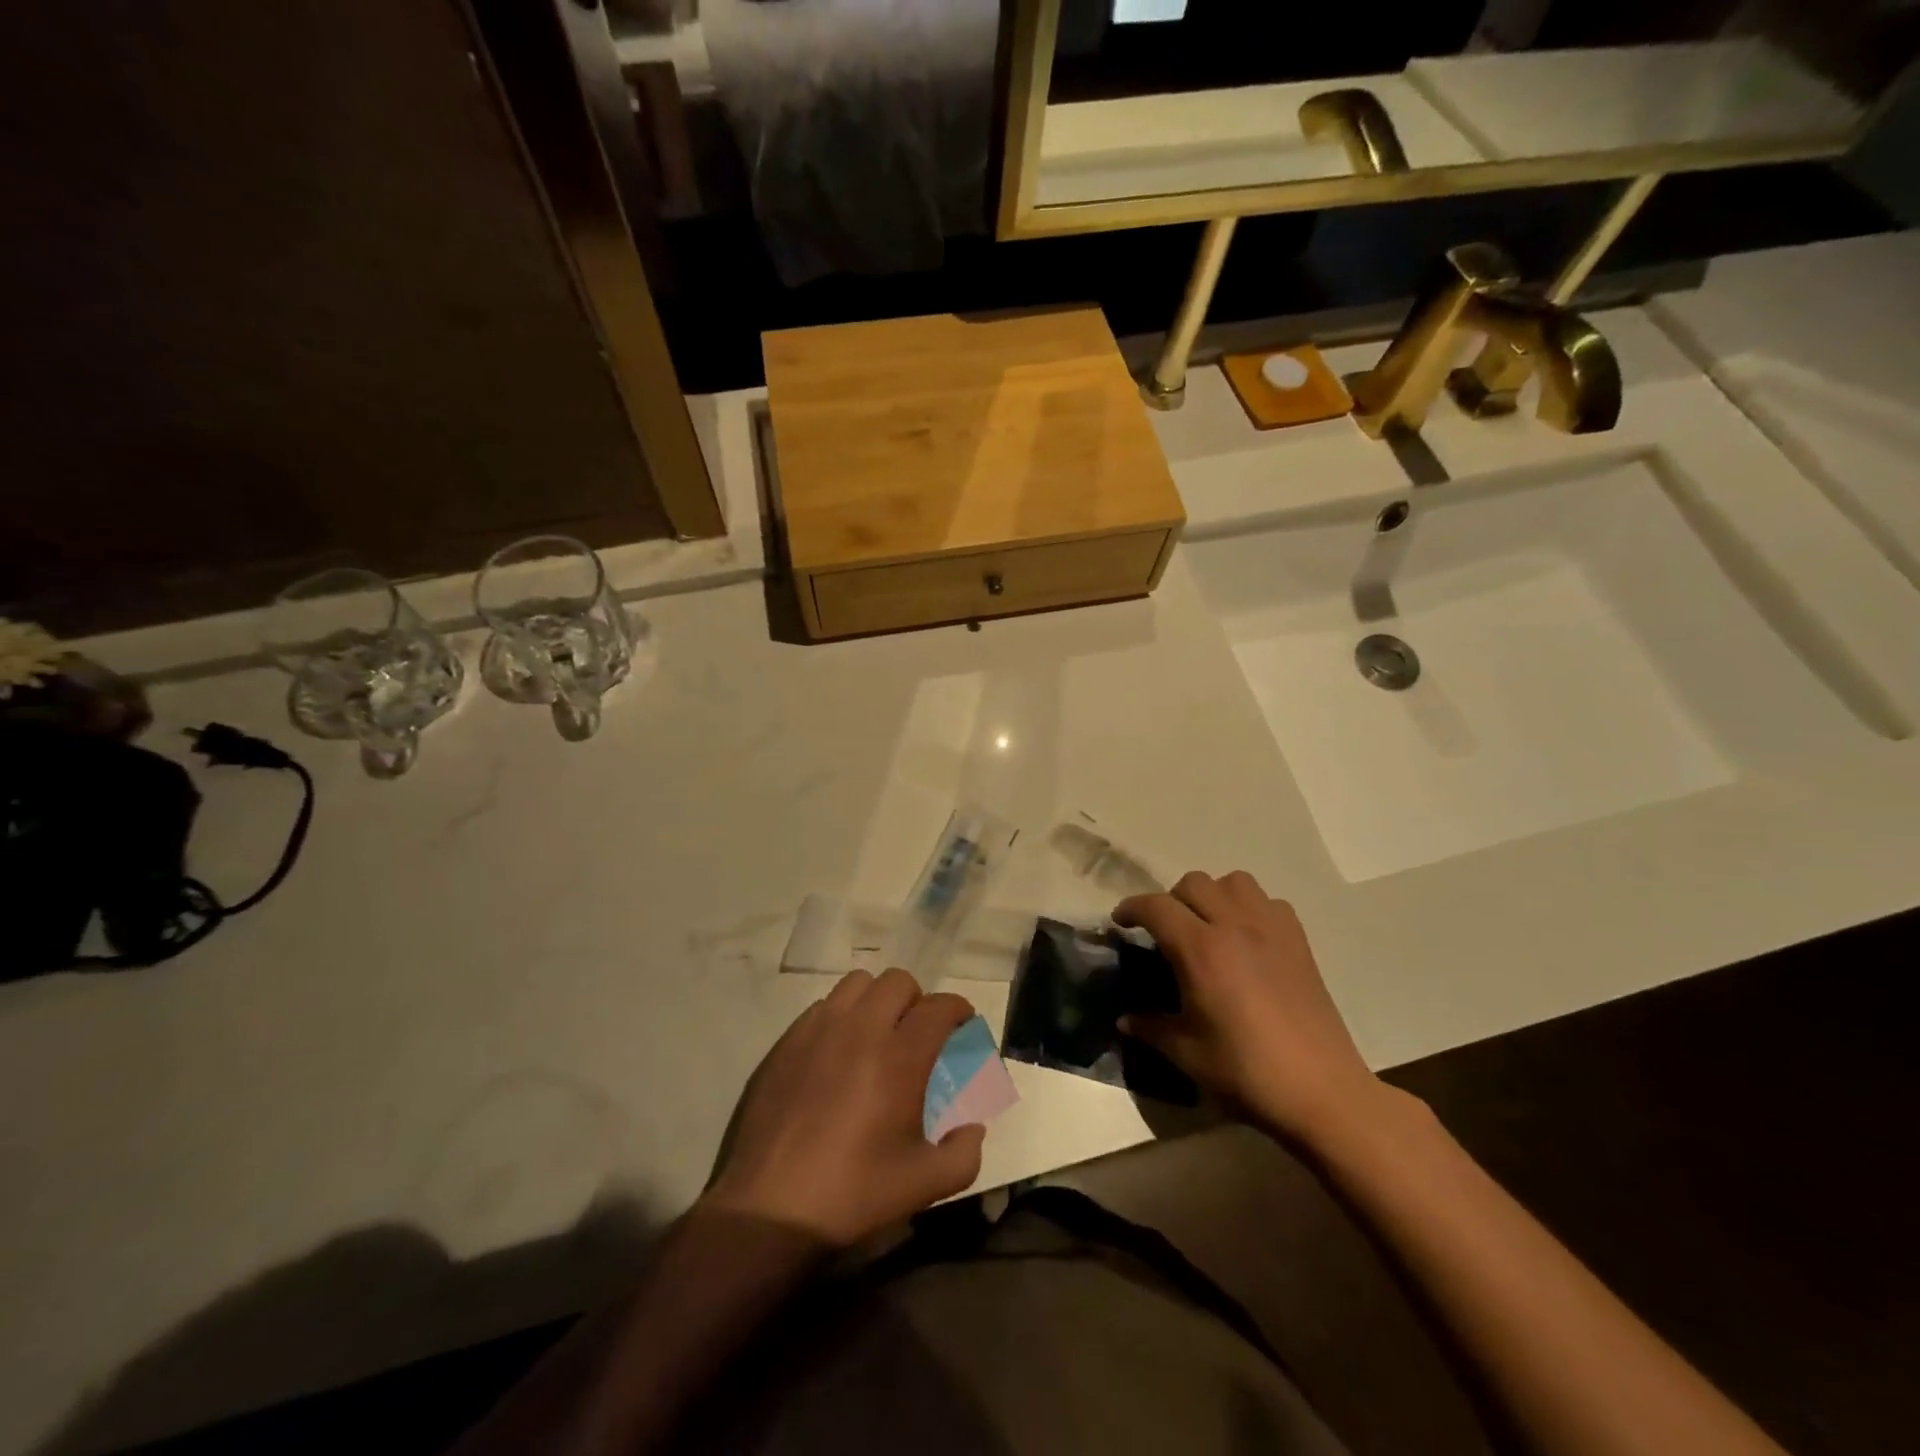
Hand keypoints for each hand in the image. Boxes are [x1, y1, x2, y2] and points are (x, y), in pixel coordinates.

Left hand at [704, 969, 985, 1246]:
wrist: (769, 1209)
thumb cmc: (852, 1194)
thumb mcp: (923, 1185)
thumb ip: (964, 1153)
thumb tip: (973, 1127)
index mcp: (900, 1058)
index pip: (940, 1007)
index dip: (959, 1011)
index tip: (963, 1027)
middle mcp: (861, 1029)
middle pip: (899, 982)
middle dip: (918, 1001)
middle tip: (918, 1035)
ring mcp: (819, 1030)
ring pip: (858, 984)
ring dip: (877, 1000)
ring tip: (877, 1034)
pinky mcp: (787, 1041)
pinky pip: (823, 1005)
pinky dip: (841, 1016)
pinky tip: (838, 1052)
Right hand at [1115, 871, 1383, 1143]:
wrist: (1322, 1092)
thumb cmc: (1246, 1072)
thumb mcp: (1186, 1053)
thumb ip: (1150, 1027)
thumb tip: (1124, 1019)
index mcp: (1201, 950)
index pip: (1156, 907)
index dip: (1131, 908)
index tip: (1120, 922)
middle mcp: (1235, 926)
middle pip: (1194, 883)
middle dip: (1171, 900)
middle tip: (1165, 931)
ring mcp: (1271, 930)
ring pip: (1234, 881)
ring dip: (1213, 894)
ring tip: (1207, 925)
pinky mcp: (1299, 941)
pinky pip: (1268, 901)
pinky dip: (1250, 908)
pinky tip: (1247, 939)